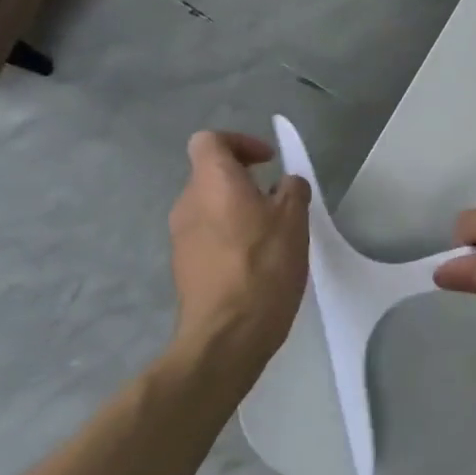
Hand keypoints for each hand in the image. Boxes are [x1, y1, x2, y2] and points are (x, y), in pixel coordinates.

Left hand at [168, 131, 309, 362]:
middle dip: (245, 180)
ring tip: (272, 234)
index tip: (268, 162)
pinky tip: (256, 262)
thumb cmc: (264, 265)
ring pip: (211, 207)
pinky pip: (208, 236)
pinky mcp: (184, 265)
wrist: (227, 334)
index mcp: (212, 182)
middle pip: (211, 175)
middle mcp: (188, 203)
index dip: (240, 143)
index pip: (210, 140)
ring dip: (238, 210)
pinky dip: (230, 236)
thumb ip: (292, 190)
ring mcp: (180, 237)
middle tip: (279, 201)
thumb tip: (285, 184)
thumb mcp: (294, 220)